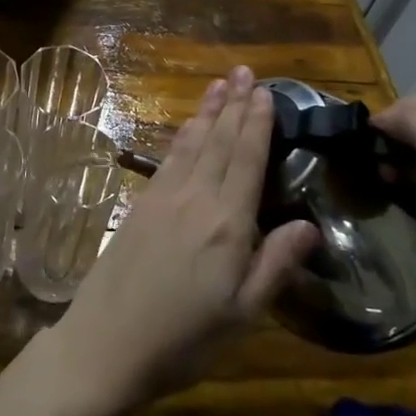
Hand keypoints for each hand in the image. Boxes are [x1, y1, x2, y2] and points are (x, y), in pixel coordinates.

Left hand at [48, 67, 316, 415]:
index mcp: (226, 224)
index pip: (246, 160)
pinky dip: (183, 137)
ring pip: (191, 144)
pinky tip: (188, 128)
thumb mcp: (242, 315)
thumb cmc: (183, 340)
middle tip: (243, 71)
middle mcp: (194, 199)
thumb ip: (275, 265)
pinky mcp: (139, 205)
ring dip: (207, 112)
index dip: (256, 124)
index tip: (264, 91)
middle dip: (233, 105)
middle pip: (218, 142)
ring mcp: (162, 198)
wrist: (105, 344)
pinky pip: (168, 159)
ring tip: (219, 85)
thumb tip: (309, 224)